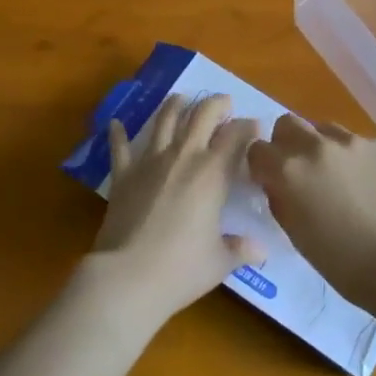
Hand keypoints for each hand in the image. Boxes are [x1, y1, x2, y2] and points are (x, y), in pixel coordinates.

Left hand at [92, 93, 259, 328]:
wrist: (129, 276)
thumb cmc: (182, 268)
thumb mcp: (220, 261)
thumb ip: (240, 249)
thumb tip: (260, 251)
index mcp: (213, 173)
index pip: (236, 136)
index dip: (247, 126)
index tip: (254, 125)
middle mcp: (183, 157)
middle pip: (201, 116)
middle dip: (216, 104)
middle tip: (224, 102)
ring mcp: (150, 162)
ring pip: (164, 121)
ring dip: (175, 106)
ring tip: (181, 98)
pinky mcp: (123, 175)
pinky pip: (120, 148)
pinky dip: (118, 134)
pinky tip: (115, 122)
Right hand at [247, 116, 375, 308]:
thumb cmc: (343, 263)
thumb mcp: (295, 234)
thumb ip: (280, 199)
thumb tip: (277, 183)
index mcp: (288, 170)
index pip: (257, 149)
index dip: (262, 165)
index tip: (270, 179)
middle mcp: (316, 146)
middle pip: (288, 124)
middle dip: (287, 143)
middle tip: (301, 170)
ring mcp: (353, 141)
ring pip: (325, 129)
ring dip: (323, 147)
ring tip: (340, 177)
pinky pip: (361, 142)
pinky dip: (358, 157)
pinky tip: (372, 184)